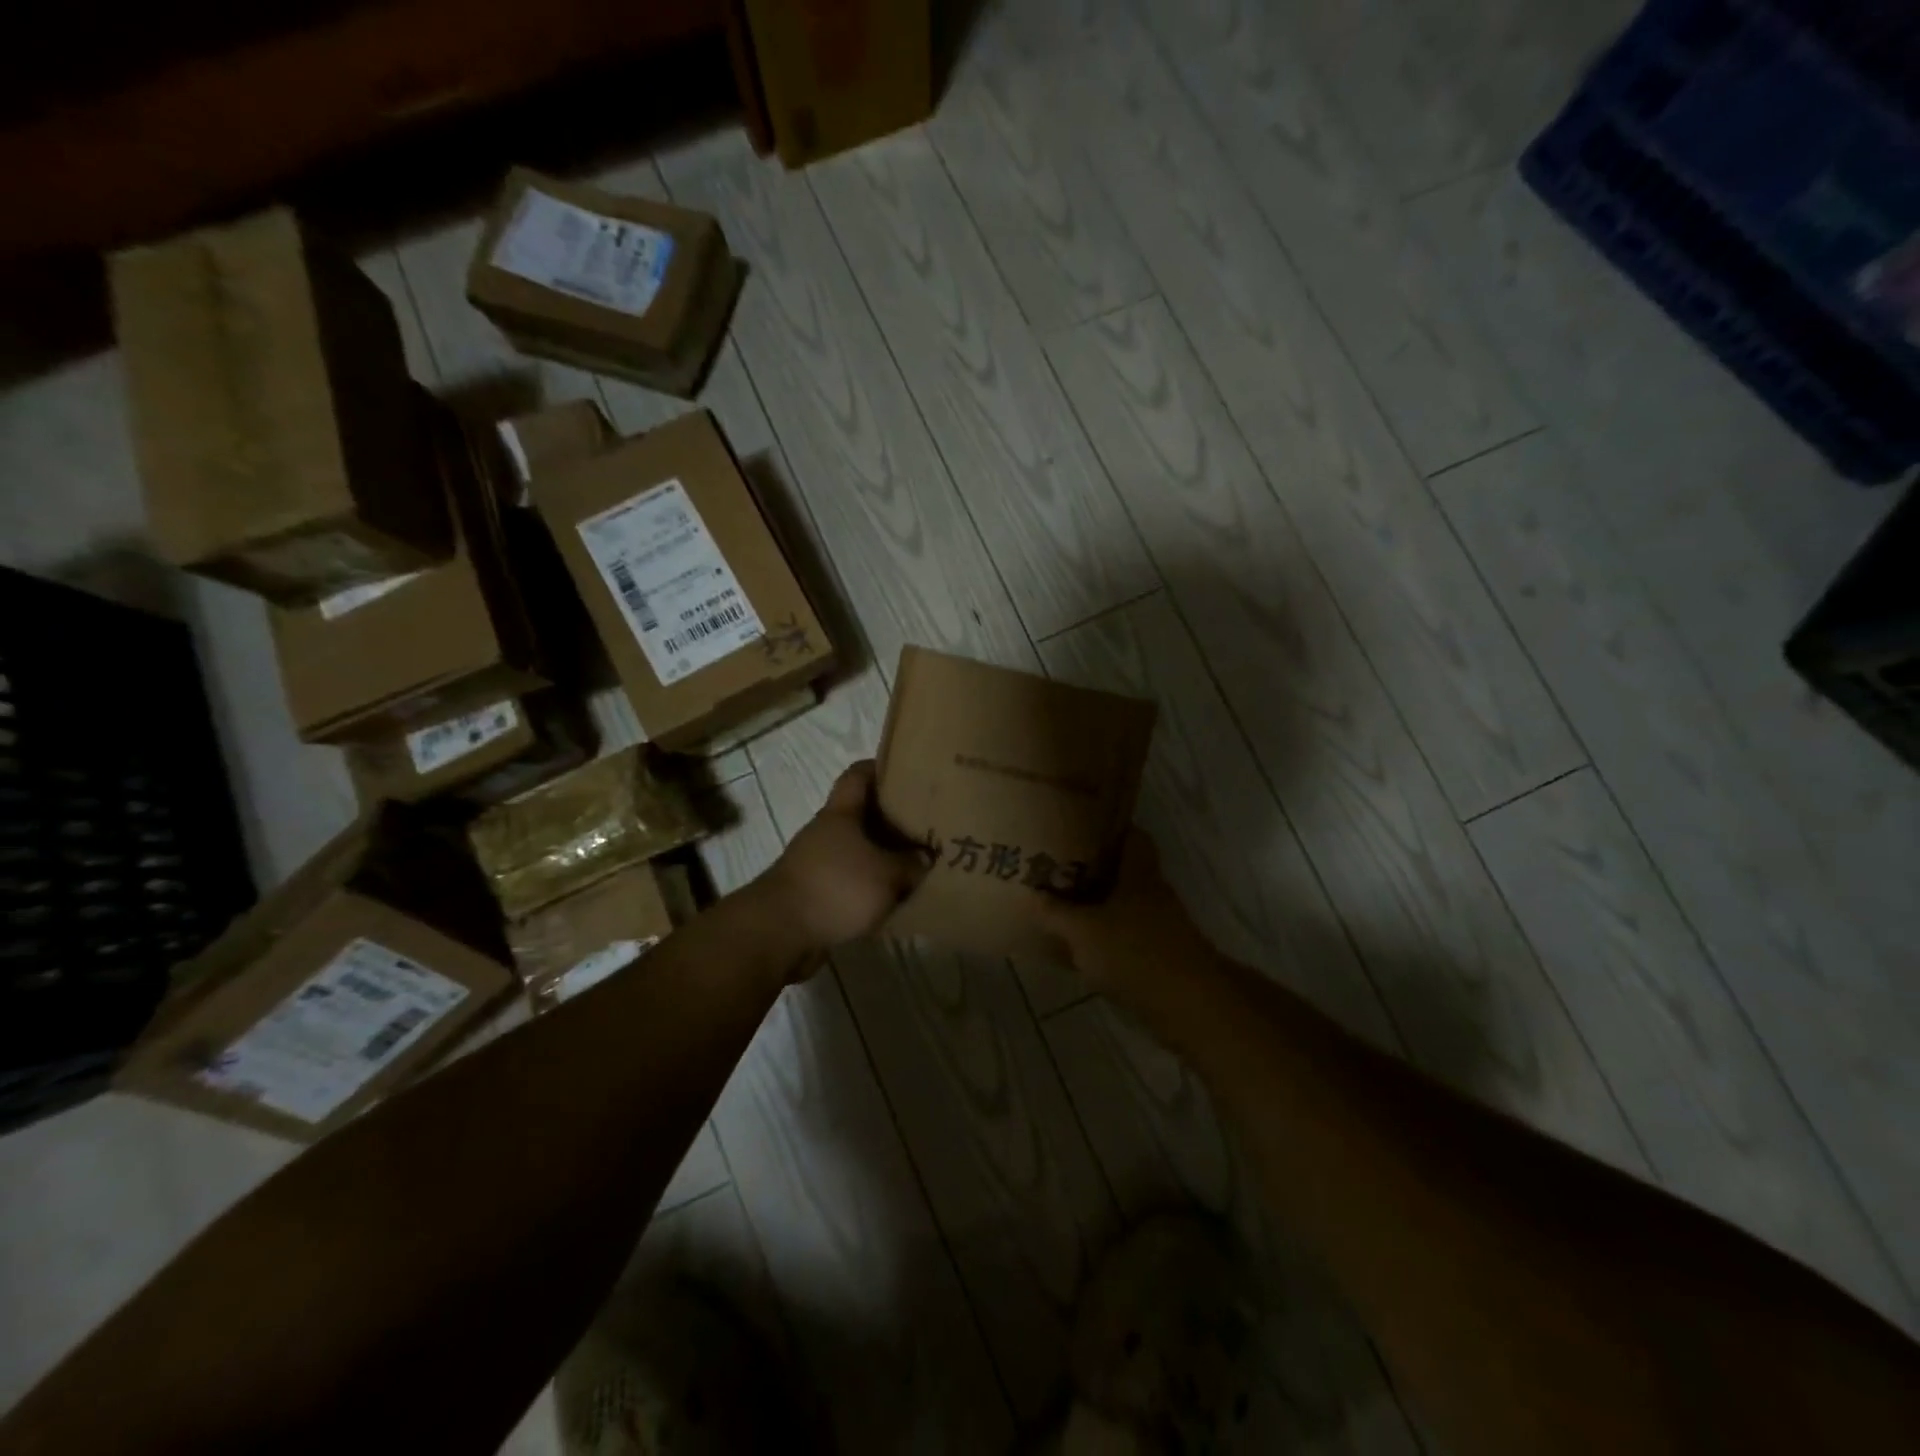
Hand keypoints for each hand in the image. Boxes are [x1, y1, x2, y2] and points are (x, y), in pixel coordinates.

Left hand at [756, 761, 929, 954]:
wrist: (779, 932)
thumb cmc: (836, 887)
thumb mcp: (886, 875)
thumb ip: (911, 864)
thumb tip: (925, 857)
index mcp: (840, 813)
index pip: (858, 774)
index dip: (881, 768)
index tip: (908, 773)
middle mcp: (825, 831)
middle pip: (860, 813)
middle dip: (890, 818)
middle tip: (924, 825)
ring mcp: (815, 861)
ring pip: (855, 848)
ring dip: (880, 854)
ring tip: (913, 865)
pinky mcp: (813, 891)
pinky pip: (848, 878)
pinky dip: (867, 884)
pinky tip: (890, 897)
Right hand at [1039, 830, 1210, 994]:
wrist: (1189, 1007)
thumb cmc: (1135, 953)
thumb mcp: (1083, 931)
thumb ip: (1055, 913)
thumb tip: (1031, 894)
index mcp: (1140, 874)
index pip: (1133, 836)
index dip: (1110, 829)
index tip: (1081, 827)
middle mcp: (1155, 894)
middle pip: (1127, 871)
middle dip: (1096, 869)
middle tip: (1061, 867)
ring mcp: (1162, 927)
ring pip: (1127, 905)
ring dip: (1101, 906)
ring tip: (1065, 906)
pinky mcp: (1163, 957)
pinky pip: (1129, 936)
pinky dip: (1109, 938)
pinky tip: (1084, 949)